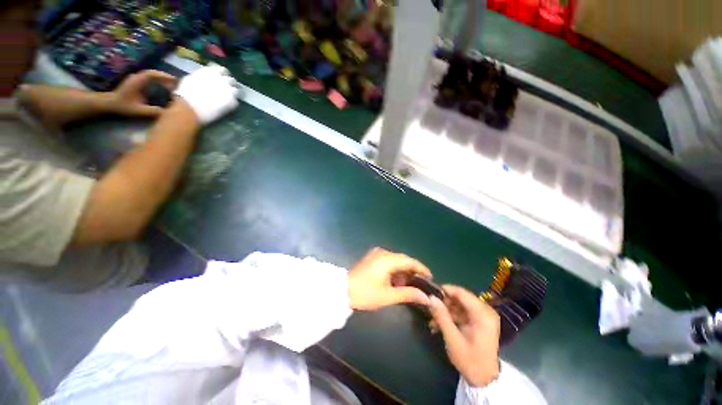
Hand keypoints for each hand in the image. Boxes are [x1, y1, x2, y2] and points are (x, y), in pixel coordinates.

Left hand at [108, 70, 177, 116]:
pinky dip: (157, 81)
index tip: (174, 80)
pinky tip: (163, 86)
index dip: (163, 76)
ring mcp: (136, 79)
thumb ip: (153, 111)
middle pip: (152, 73)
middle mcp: (136, 77)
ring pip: (151, 75)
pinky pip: (149, 78)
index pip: (151, 74)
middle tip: (176, 83)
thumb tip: (168, 112)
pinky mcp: (137, 82)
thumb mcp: (139, 110)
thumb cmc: (124, 106)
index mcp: (137, 81)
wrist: (111, 104)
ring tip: (172, 85)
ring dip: (162, 78)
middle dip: (165, 77)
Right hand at [174, 64, 240, 123]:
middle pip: (231, 80)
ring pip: (237, 91)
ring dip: (234, 94)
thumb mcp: (191, 78)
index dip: (223, 75)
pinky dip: (233, 104)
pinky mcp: (232, 101)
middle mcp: (222, 79)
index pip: (223, 70)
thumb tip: (207, 79)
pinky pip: (236, 102)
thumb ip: (202, 77)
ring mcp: (229, 90)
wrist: (190, 107)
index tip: (222, 79)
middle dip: (230, 84)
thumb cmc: (185, 93)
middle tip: (227, 90)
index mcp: (211, 71)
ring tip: (229, 99)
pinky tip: (227, 106)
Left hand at [347, 248, 432, 310]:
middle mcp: (383, 252)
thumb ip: (408, 294)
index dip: (421, 268)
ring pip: (396, 260)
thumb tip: (426, 297)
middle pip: (403, 259)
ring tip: (408, 284)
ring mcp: (376, 253)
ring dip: (403, 270)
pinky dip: (394, 269)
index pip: (409, 261)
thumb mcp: (388, 296)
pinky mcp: (372, 257)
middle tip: (421, 283)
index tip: (430, 277)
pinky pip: (388, 260)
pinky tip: (396, 279)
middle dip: (412, 270)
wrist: (342, 290)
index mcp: (387, 259)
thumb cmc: (365, 293)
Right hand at [428, 285, 500, 386]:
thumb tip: (430, 297)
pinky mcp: (479, 320)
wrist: (485, 380)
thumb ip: (442, 316)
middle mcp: (485, 310)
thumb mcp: (453, 339)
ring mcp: (482, 315)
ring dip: (445, 310)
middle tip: (430, 308)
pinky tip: (439, 323)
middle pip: (460, 298)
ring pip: (459, 304)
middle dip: (444, 302)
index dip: (445, 290)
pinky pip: (462, 312)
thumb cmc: (470, 361)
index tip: (430, 292)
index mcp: (483, 314)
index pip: (461, 293)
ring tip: (433, 319)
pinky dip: (451, 316)